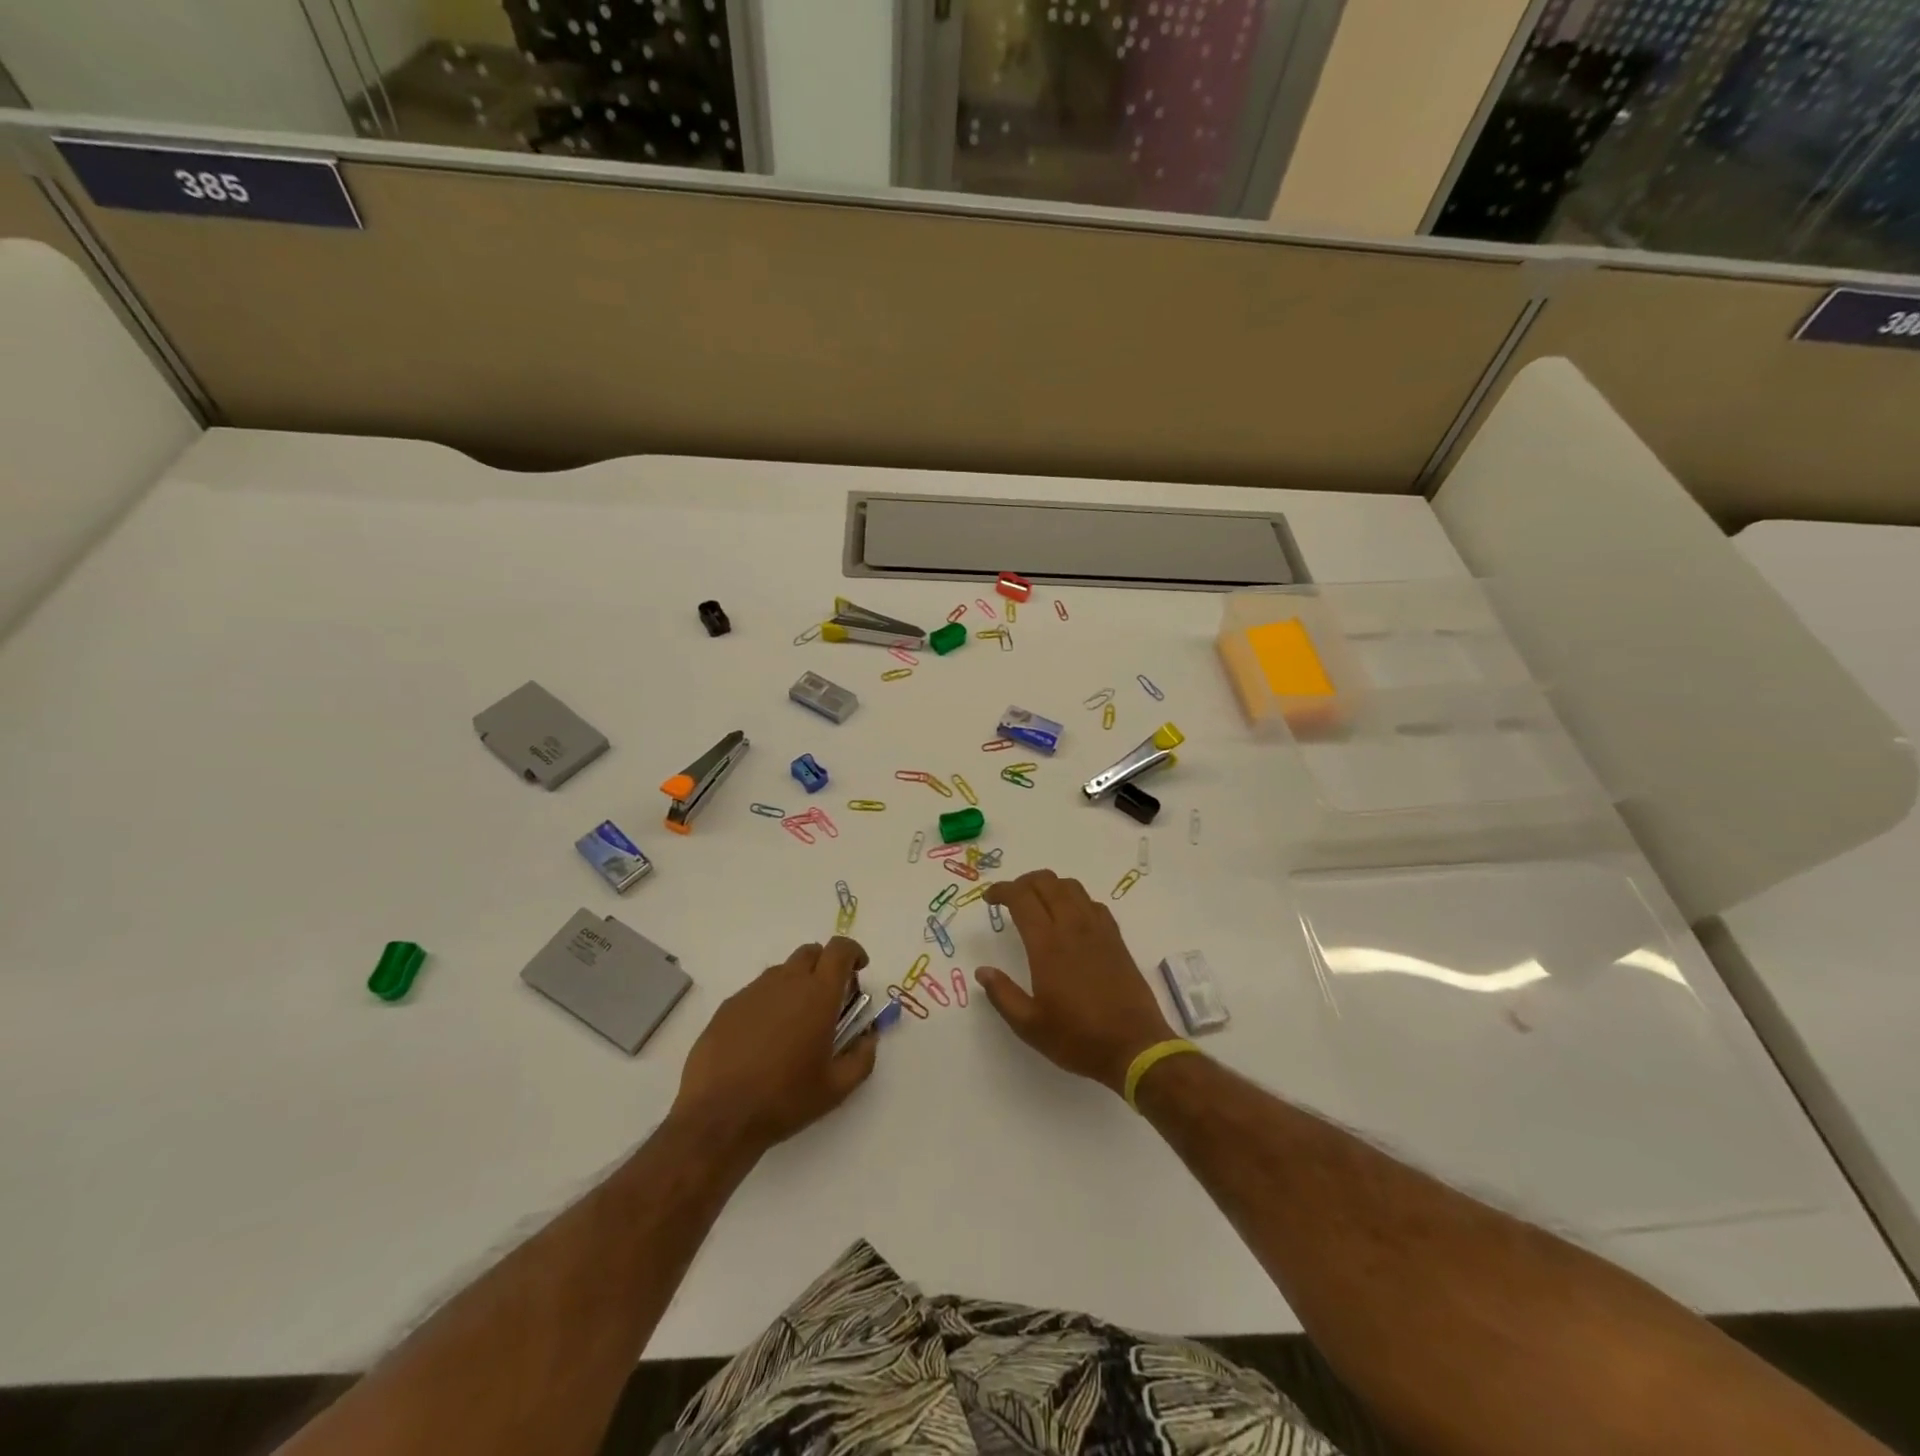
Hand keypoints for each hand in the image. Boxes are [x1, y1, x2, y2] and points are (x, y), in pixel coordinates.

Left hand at [671, 937, 877, 1154]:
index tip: (858, 970)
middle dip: (825, 965)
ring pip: (783, 971)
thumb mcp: (836, 1088)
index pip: (840, 949)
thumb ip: (862, 1058)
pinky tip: (764, 1038)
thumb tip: (869, 1038)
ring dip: (797, 984)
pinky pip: (757, 991)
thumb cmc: (784, 1099)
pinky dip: (770, 1002)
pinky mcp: (728, 1006)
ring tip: (795, 1023)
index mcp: (818, 994)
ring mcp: (754, 991)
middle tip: (829, 999)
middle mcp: (787, 982)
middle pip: (811, 953)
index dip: (853, 952)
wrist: (718, 1116)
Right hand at [979, 870, 1173, 1094]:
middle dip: (1023, 882)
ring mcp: (1098, 930)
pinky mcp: (1116, 938)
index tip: (989, 899)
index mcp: (1047, 945)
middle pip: (1046, 882)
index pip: (1021, 898)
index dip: (1001, 890)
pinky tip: (1070, 917)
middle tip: (1009, 898)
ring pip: (1072, 887)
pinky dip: (1075, 899)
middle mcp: (1073, 927)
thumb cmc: (1078, 1038)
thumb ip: (1002, 995)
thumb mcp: (1030, 1025)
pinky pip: (1093, 903)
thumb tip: (982, 971)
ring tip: (1037, 902)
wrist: (1135, 1047)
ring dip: (1049, 885)